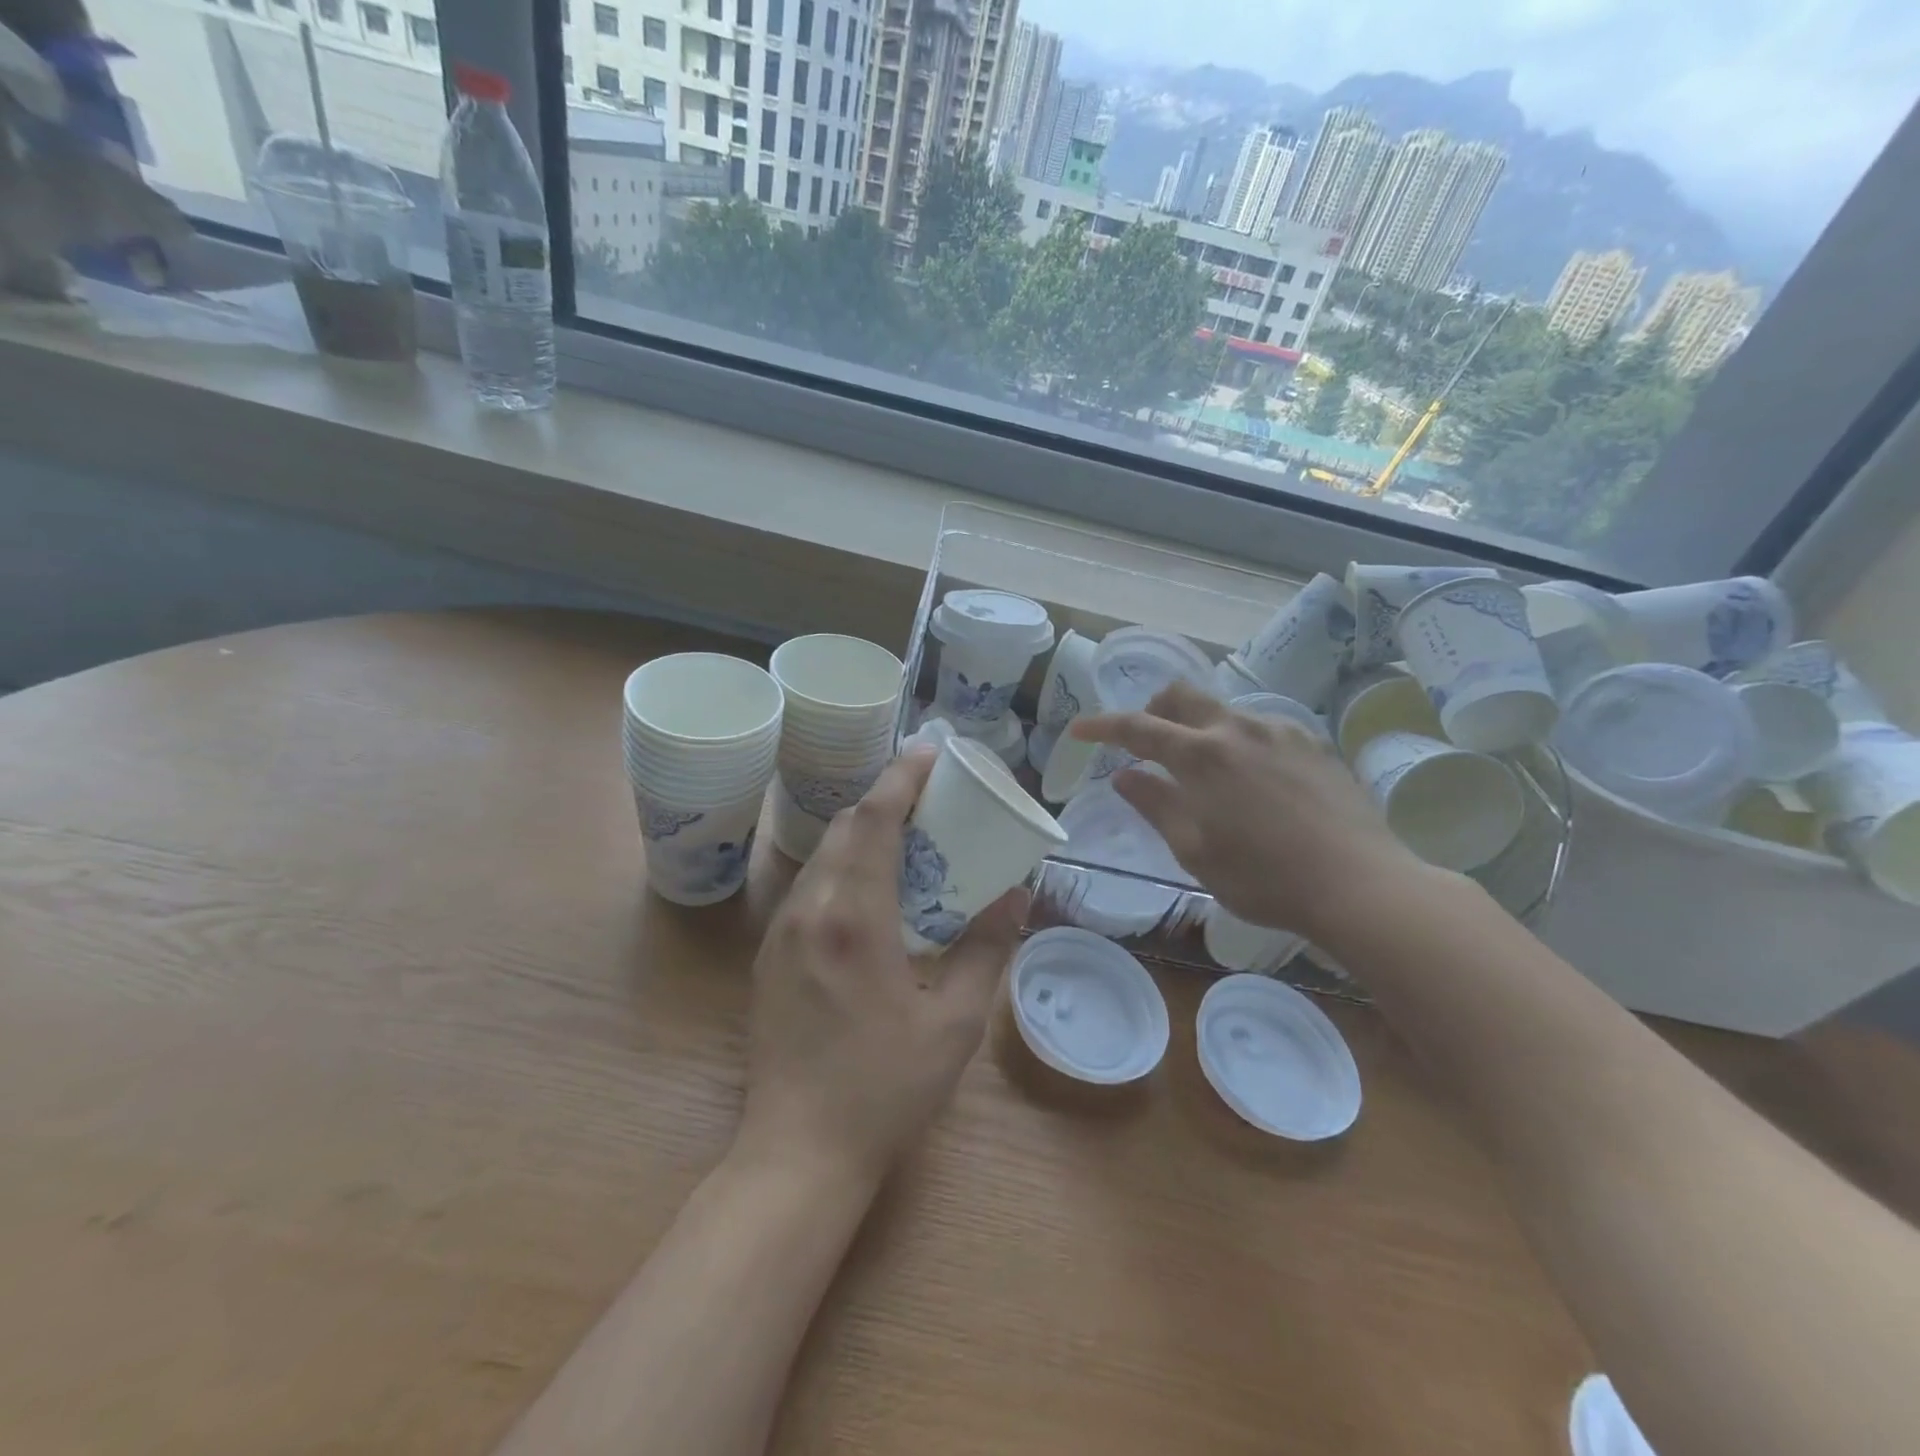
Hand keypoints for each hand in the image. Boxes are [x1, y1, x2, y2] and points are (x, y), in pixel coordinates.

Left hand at [738, 748, 1025, 1189]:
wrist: (797, 1151)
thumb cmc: (884, 1089)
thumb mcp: (955, 1023)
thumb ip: (987, 950)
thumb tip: (1017, 897)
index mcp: (854, 917)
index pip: (875, 819)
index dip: (903, 777)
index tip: (931, 751)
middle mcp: (810, 909)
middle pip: (846, 827)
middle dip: (887, 800)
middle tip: (932, 801)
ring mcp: (781, 931)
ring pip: (824, 855)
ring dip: (864, 833)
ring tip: (908, 841)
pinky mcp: (770, 954)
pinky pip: (810, 886)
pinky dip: (844, 866)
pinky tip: (872, 893)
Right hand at [1070, 681, 1430, 942]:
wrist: (1359, 884)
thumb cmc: (1263, 878)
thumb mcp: (1194, 850)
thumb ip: (1155, 805)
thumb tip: (1125, 775)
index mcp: (1200, 755)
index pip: (1137, 727)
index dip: (1102, 726)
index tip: (1079, 729)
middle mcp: (1237, 728)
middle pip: (1181, 694)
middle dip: (1153, 709)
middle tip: (1146, 743)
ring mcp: (1280, 731)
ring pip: (1223, 710)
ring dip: (1198, 729)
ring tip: (1205, 773)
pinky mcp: (1312, 744)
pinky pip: (1260, 728)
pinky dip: (1237, 741)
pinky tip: (1253, 781)